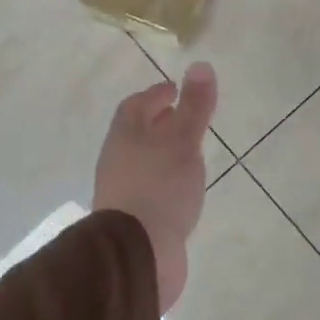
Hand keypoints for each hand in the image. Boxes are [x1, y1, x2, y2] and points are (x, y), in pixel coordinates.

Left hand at [93, 63, 216, 315]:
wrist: (137, 254)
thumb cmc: (160, 187)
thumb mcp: (183, 141)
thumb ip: (194, 106)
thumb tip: (201, 65)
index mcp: (124, 136)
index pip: (136, 105)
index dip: (156, 94)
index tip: (176, 89)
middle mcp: (118, 161)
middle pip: (138, 134)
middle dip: (160, 123)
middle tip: (186, 118)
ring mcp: (124, 193)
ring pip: (145, 163)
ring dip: (164, 154)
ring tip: (191, 153)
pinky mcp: (134, 221)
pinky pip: (151, 190)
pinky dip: (167, 181)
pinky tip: (184, 190)